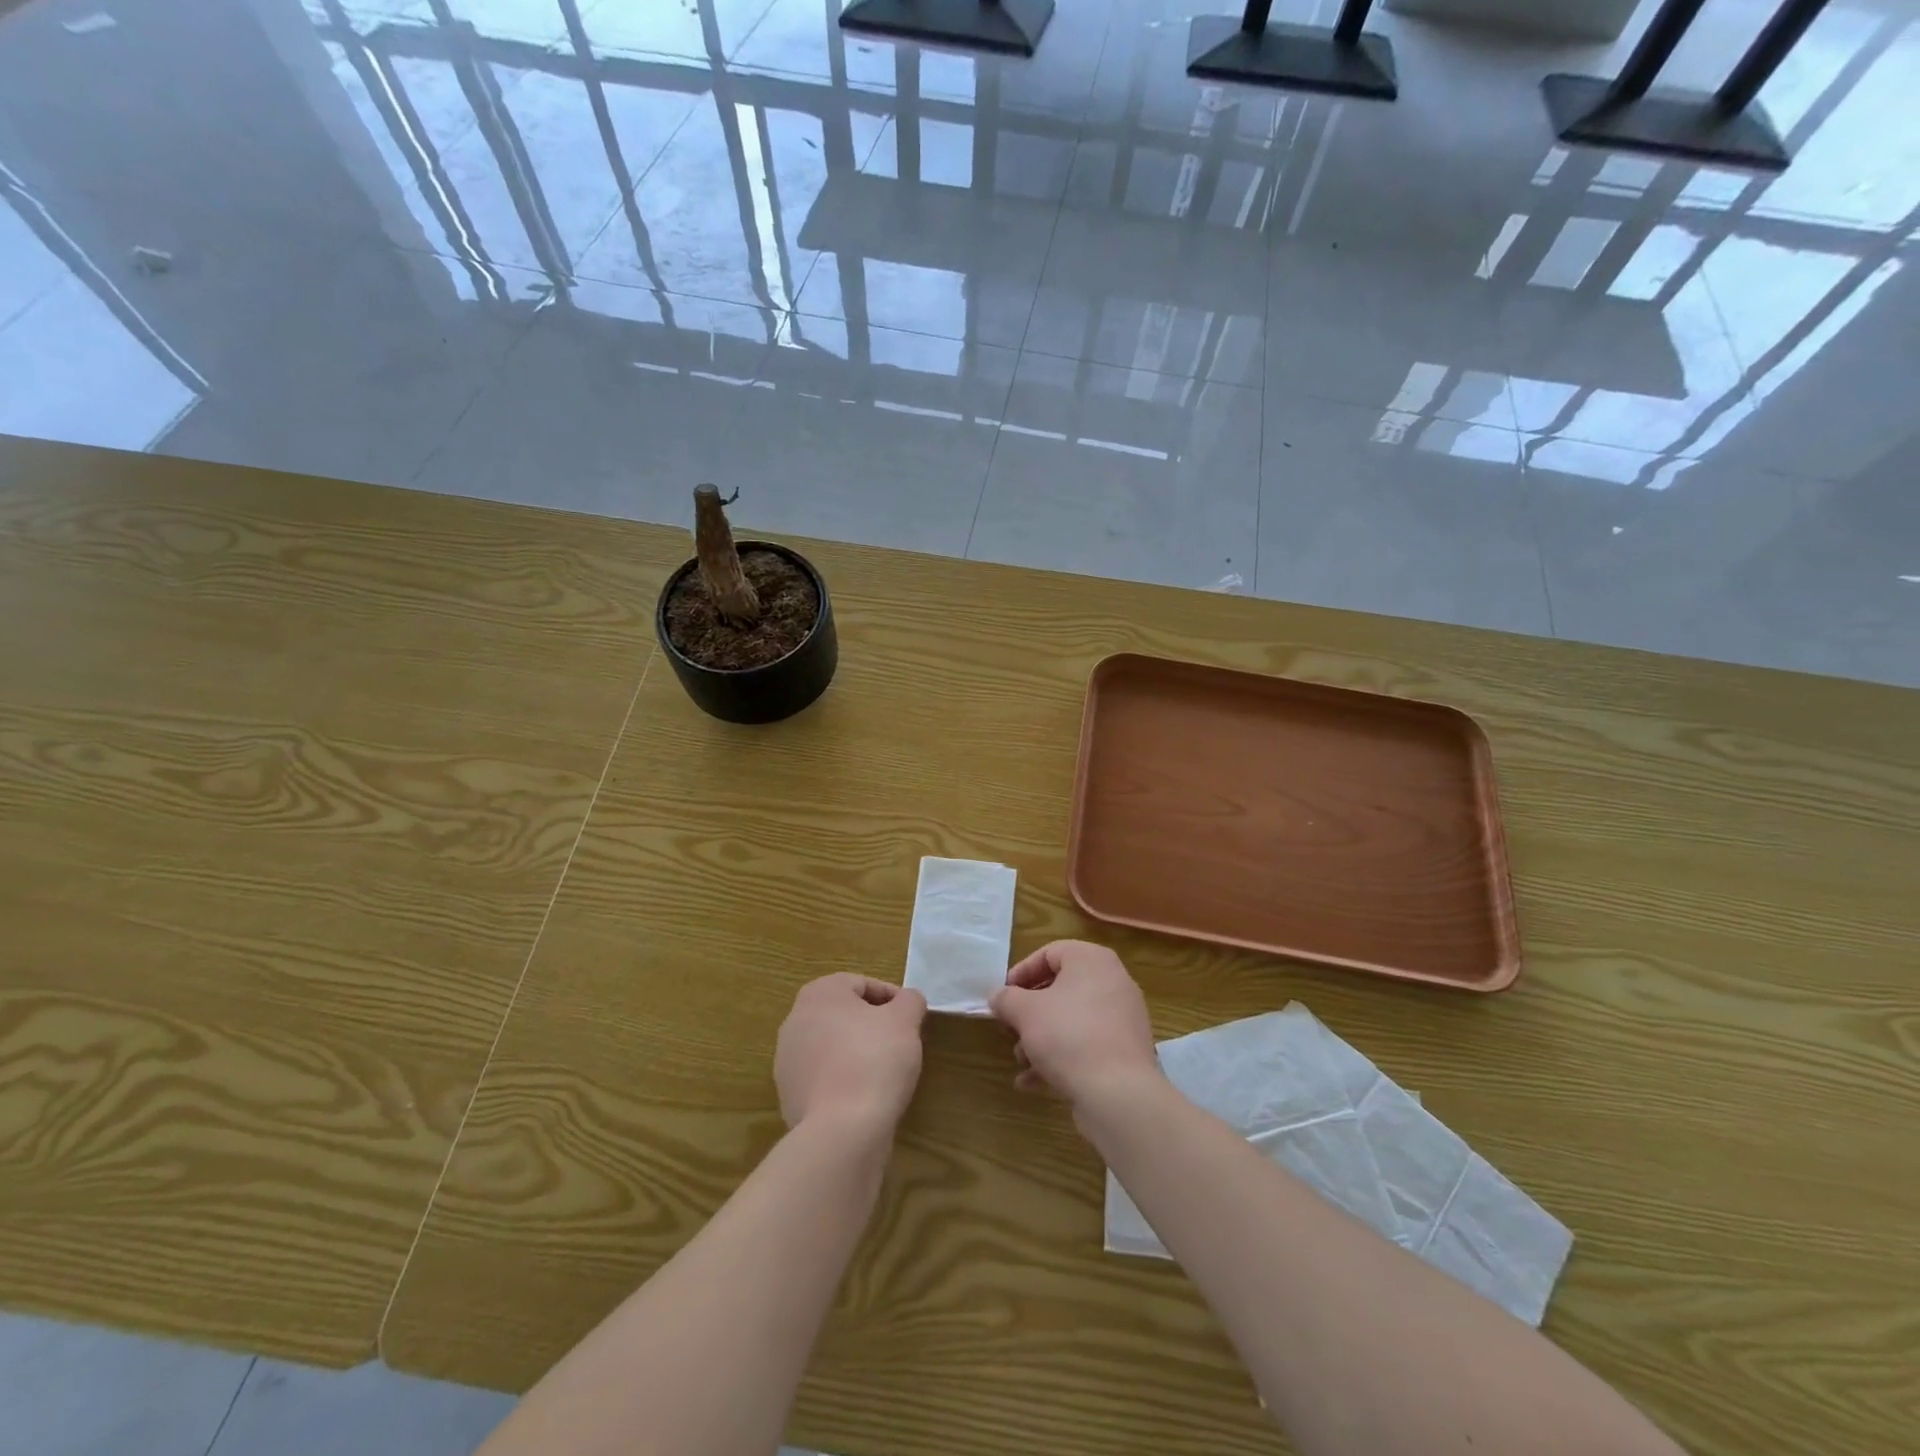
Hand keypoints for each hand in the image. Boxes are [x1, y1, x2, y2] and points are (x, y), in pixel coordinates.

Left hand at [775, 974, 926, 1139]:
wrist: (841, 1131)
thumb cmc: (874, 1060)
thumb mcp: (905, 1020)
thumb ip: (910, 1001)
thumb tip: (906, 1001)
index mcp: (819, 993)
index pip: (862, 984)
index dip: (892, 999)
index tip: (910, 1020)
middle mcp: (795, 1020)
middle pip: (844, 1014)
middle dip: (872, 1025)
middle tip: (899, 1042)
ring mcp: (787, 1061)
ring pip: (832, 1046)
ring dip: (856, 1053)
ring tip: (883, 1072)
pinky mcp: (788, 1096)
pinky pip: (824, 1078)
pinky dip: (843, 1081)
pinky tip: (864, 1098)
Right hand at [989, 941, 1158, 1109]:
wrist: (1118, 1092)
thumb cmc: (1068, 1035)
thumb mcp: (1025, 1012)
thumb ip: (1006, 999)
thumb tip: (997, 996)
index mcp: (1092, 961)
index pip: (1050, 953)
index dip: (1022, 972)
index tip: (1003, 995)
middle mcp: (1113, 983)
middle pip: (1061, 989)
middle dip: (1030, 1012)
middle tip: (1010, 1028)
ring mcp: (1122, 1019)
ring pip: (1072, 1020)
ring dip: (1041, 1038)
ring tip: (1021, 1060)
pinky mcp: (1125, 1052)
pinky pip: (1086, 1045)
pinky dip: (1061, 1058)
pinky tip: (1034, 1082)